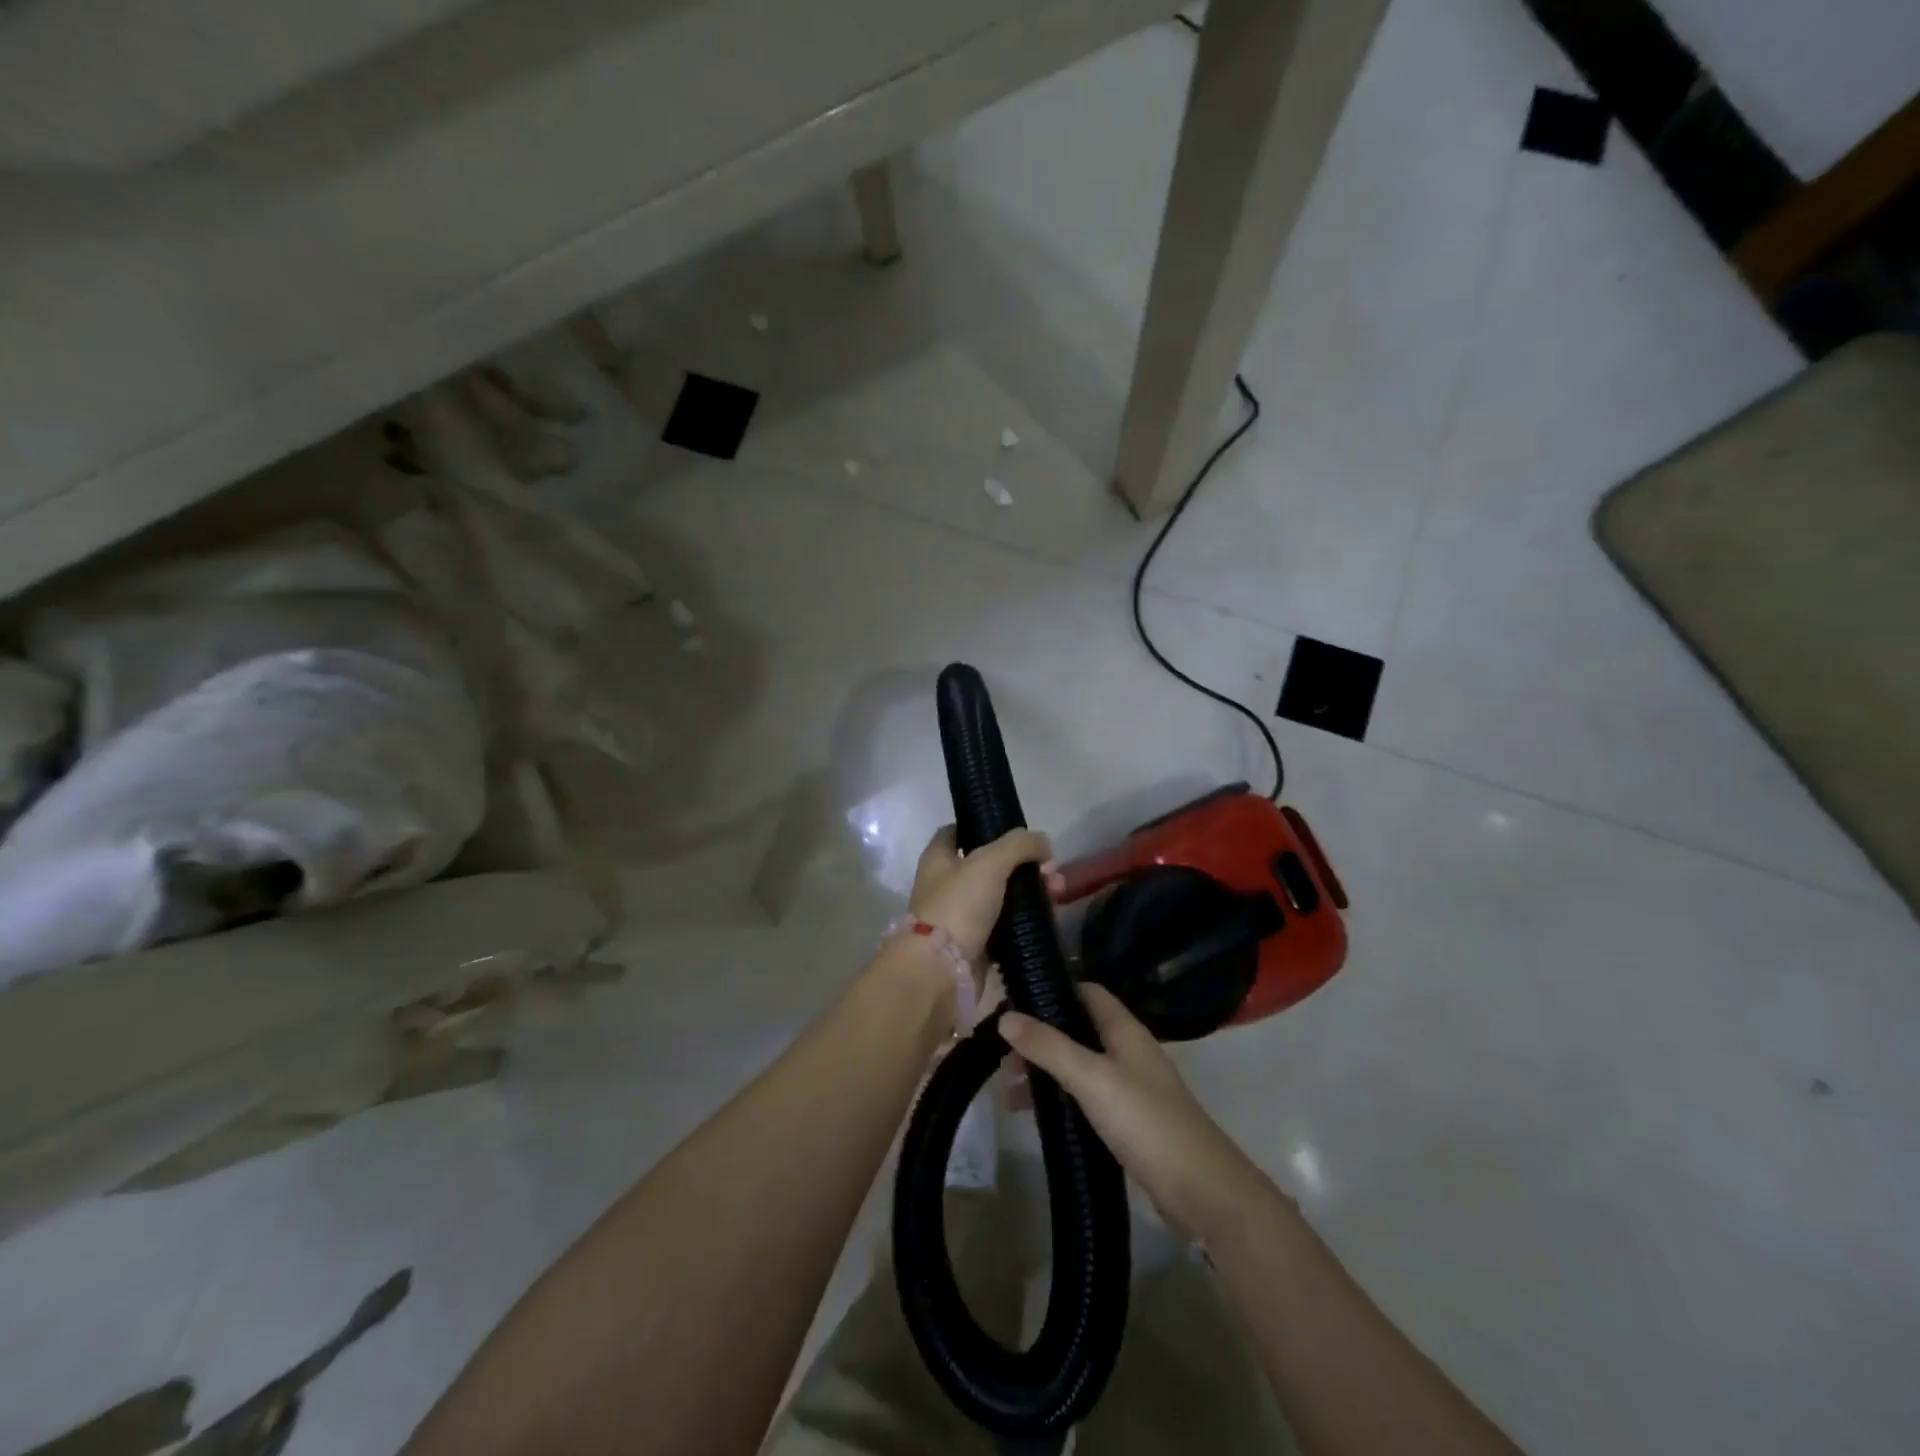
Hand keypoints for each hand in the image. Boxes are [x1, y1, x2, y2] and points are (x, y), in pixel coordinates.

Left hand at [908, 825, 1059, 968]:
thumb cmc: (958, 906)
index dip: (984, 826)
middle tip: (1049, 868)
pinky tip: (1047, 916)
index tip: (1014, 830)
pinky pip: (1005, 926)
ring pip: (1000, 896)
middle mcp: (946, 885)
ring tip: (1057, 893)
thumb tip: (1044, 843)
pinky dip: (1024, 921)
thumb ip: (1019, 845)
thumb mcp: (989, 862)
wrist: (942, 971)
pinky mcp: (976, 945)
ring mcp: (960, 916)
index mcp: (938, 858)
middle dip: (1021, 864)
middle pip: (988, 865)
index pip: (958, 832)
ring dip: (1028, 892)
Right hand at [1000, 984, 1261, 1239]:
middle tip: (1004, 1053)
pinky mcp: (1129, 1122)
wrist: (1201, 1190)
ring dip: (1047, 1070)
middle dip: (1041, 1037)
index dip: (1053, 990)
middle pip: (1078, 1030)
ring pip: (1080, 1066)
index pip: (1087, 992)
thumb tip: (1004, 1016)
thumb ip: (1048, 1046)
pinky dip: (1060, 1099)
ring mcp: (1130, 1088)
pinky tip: (1035, 1116)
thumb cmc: (1145, 1120)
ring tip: (1009, 1087)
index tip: (1014, 1000)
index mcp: (1125, 1030)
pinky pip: (1086, 1098)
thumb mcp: (1091, 1078)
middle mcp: (1129, 1052)